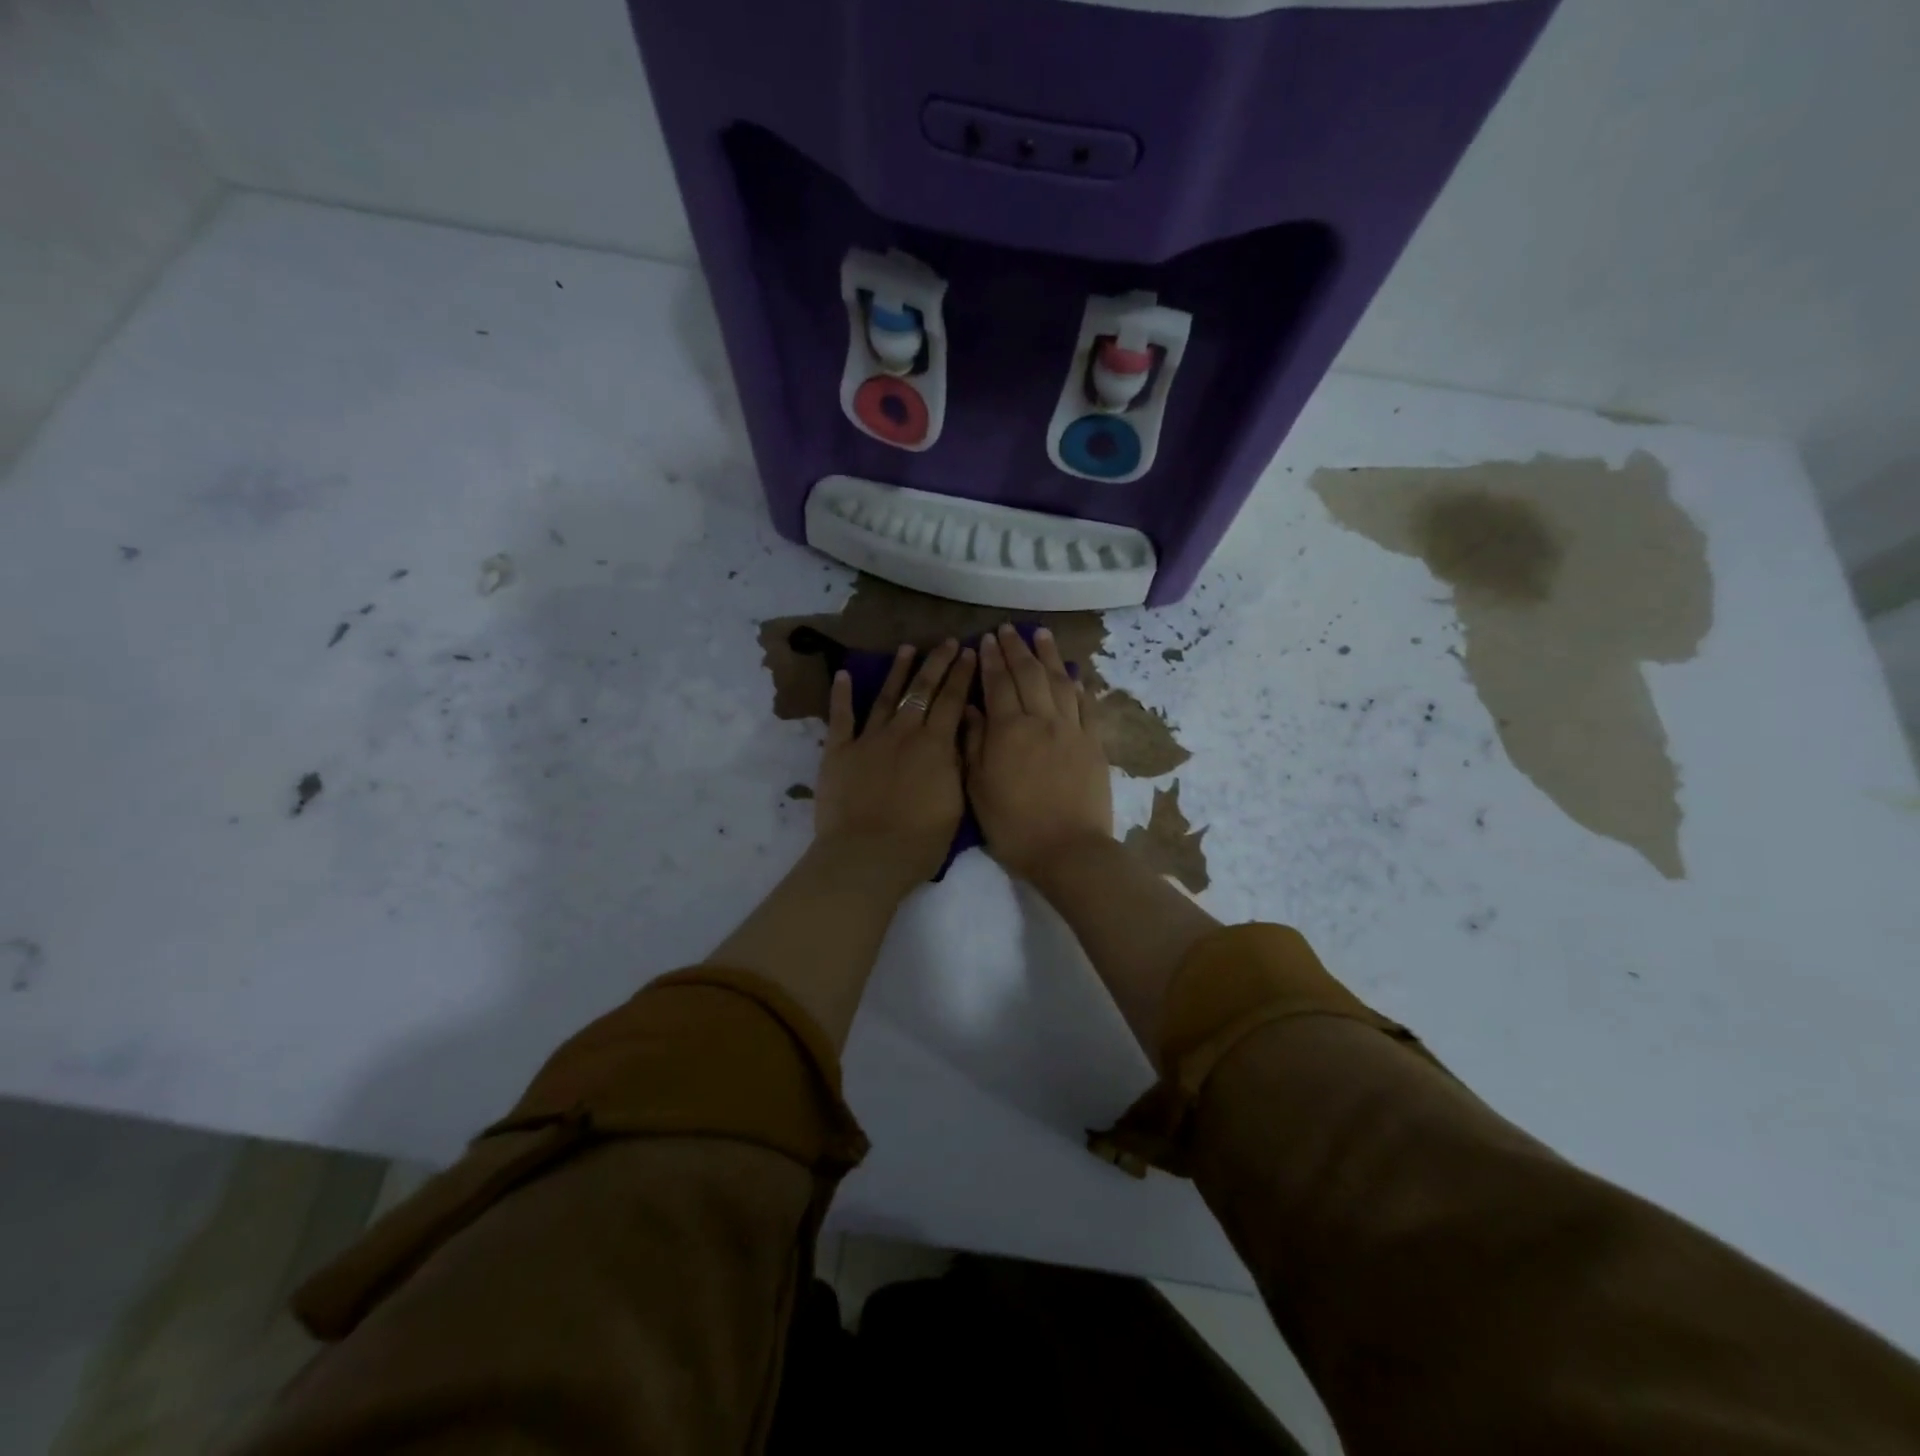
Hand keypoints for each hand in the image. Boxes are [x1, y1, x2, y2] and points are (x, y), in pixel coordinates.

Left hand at [815, 639, 975, 887]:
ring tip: (908, 648)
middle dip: (937, 663)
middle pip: (922, 690)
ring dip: (898, 671)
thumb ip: (956, 765)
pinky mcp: (839, 751)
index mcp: (935, 746)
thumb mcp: (955, 803)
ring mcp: (868, 739)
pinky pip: (841, 717)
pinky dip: (842, 695)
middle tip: (948, 642)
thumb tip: (958, 735)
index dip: (963, 675)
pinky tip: (844, 674)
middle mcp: (903, 733)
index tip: (971, 652)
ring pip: (886, 696)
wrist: (867, 856)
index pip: (953, 701)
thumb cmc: (919, 841)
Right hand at [965, 624, 1113, 882]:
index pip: (998, 683)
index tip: (987, 639)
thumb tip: (970, 707)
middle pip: (1029, 674)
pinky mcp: (1094, 744)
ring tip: (1042, 635)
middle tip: (1009, 630)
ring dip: (1050, 656)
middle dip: (1017, 648)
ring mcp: (1072, 730)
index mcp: (1009, 730)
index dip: (992, 659)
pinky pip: (1086, 705)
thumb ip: (974, 743)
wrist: (1069, 851)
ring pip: (1061, 682)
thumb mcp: (978, 788)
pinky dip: (1078, 685)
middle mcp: (1042, 720)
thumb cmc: (1014, 826)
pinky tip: (1073, 673)